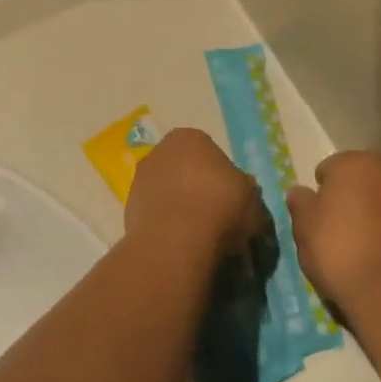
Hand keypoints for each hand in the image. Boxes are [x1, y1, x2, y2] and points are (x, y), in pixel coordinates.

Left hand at [125, 129, 268, 260]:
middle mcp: (159, 151)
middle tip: (216, 216)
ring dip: (180, 208)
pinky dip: (166, 226)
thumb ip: (245, 190)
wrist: (176, 242)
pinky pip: (155, 214)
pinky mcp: (127, 210)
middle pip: (184, 170)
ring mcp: (139, 180)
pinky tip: (180, 244)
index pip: (209, 151)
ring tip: (199, 236)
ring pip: (167, 192)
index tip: (231, 198)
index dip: (222, 175)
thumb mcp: (252, 198)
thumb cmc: (220, 207)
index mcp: (189, 138)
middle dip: (197, 189)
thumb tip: (242, 193)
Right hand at [287, 151, 380, 314]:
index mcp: (354, 163)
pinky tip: (376, 251)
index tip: (315, 214)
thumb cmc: (336, 247)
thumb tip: (299, 192)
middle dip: (348, 195)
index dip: (320, 190)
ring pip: (380, 198)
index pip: (330, 167)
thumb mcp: (304, 226)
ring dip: (369, 210)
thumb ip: (300, 203)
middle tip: (334, 225)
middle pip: (359, 179)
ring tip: (356, 240)